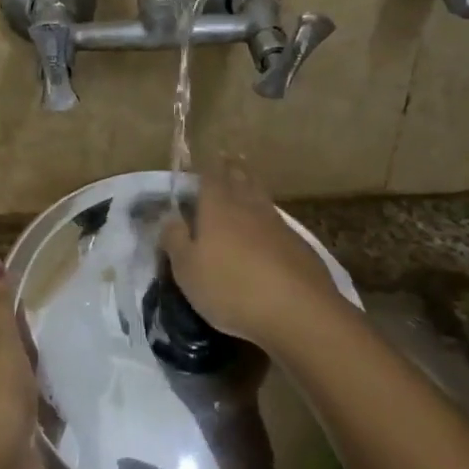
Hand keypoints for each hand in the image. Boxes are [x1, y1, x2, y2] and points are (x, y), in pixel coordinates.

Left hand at [0, 257, 44, 468]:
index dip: (9, 314)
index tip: (37, 316)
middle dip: (26, 345)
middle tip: (54, 339)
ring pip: (13, 377)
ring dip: (36, 374)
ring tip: (63, 363)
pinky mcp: (1, 433)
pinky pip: (24, 406)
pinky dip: (41, 403)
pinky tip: (62, 396)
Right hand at [160, 160, 342, 348]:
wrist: (296, 309)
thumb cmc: (230, 287)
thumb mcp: (187, 270)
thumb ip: (175, 240)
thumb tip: (170, 218)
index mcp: (217, 207)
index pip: (211, 177)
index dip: (208, 168)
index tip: (206, 159)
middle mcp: (248, 206)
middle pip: (240, 179)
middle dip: (233, 168)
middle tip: (229, 158)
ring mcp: (276, 223)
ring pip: (260, 196)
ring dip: (252, 186)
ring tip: (246, 182)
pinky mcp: (298, 243)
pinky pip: (277, 220)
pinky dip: (268, 216)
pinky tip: (267, 225)